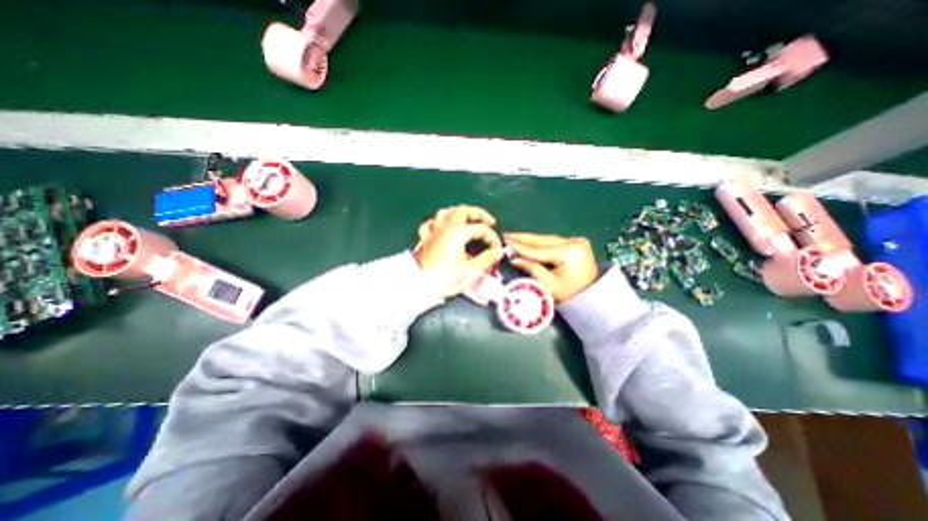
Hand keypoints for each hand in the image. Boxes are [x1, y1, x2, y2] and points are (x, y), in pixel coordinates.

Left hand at [412, 205, 504, 297]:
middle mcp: (445, 227)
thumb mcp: (470, 271)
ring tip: (468, 220)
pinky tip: (443, 226)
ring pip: (446, 212)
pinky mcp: (424, 239)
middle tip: (489, 222)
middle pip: (464, 211)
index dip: (492, 238)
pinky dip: (439, 222)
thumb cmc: (445, 279)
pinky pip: (431, 223)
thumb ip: (487, 259)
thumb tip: (498, 252)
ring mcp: (433, 231)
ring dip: (459, 213)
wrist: (419, 286)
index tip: (497, 250)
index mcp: (458, 232)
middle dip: (479, 214)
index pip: (481, 229)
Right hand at [504, 232, 597, 302]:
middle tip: (506, 235)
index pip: (539, 250)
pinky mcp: (576, 244)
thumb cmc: (570, 295)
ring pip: (547, 239)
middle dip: (523, 238)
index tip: (505, 242)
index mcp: (569, 253)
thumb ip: (531, 269)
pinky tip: (528, 241)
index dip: (520, 247)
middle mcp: (574, 242)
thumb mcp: (549, 285)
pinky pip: (553, 242)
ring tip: (513, 237)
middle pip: (543, 240)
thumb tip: (515, 259)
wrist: (593, 298)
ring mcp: (576, 241)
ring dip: (530, 239)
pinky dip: (540, 243)